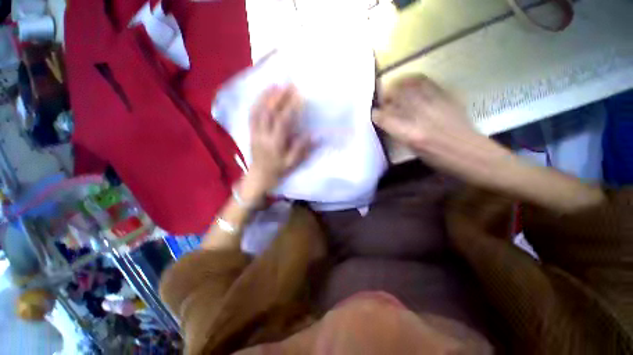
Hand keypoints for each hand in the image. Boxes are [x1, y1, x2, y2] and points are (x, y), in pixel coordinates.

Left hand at [245, 85, 310, 196]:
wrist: (259, 176)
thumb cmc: (277, 170)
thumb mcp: (291, 163)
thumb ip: (301, 149)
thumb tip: (311, 134)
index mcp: (275, 143)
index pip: (283, 121)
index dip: (291, 108)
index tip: (299, 96)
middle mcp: (263, 135)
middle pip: (268, 112)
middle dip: (278, 96)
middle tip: (288, 84)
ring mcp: (254, 132)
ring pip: (258, 110)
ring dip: (266, 96)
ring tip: (275, 85)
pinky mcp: (250, 131)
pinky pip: (251, 114)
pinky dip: (257, 102)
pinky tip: (263, 96)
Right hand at [372, 75, 509, 183]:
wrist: (473, 154)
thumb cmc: (440, 159)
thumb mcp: (415, 151)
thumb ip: (400, 134)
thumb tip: (389, 122)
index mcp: (412, 136)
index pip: (386, 119)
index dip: (376, 114)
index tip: (373, 113)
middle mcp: (422, 117)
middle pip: (398, 96)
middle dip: (387, 94)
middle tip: (384, 98)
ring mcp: (437, 105)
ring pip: (412, 85)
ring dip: (400, 84)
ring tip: (396, 87)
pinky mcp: (449, 98)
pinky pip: (429, 83)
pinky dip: (416, 81)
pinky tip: (413, 84)